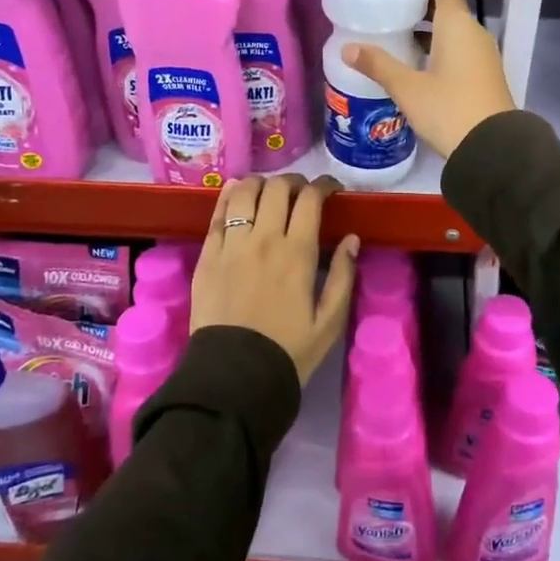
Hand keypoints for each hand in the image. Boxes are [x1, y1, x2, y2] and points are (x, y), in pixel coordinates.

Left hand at [190, 175, 359, 385]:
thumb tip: (352, 239)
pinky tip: (236, 193)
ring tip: (269, 191)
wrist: (234, 378)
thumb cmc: (288, 351)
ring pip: (244, 193)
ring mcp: (231, 245)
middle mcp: (264, 239)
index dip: (324, 185)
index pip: (311, 199)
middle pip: (278, 188)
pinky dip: (229, 196)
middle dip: (295, 182)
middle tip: (302, 192)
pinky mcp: (207, 255)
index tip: (332, 189)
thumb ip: (344, 276)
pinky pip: (217, 214)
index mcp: (298, 253)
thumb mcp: (330, 322)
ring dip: (261, 183)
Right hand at [342, 0, 515, 159]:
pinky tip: (417, 67)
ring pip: (453, 33)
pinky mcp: (485, 76)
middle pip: (448, 9)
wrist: (493, 149)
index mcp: (458, 25)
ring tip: (397, 40)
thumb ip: (378, 65)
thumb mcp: (407, 88)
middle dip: (420, 9)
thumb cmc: (448, 109)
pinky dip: (440, 50)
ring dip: (429, 33)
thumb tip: (347, 48)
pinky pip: (460, 52)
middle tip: (388, 14)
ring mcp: (483, 56)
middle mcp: (474, 33)